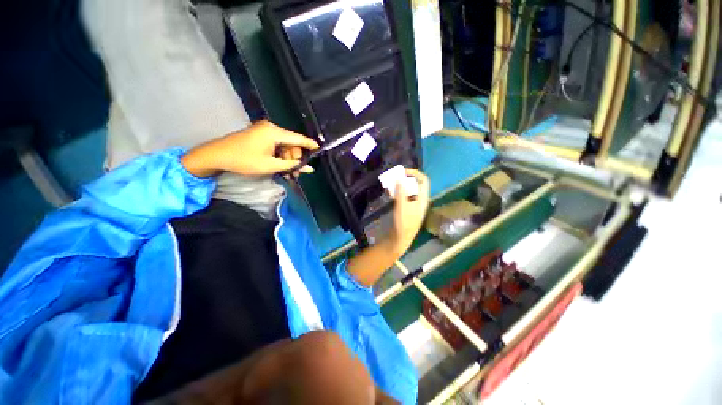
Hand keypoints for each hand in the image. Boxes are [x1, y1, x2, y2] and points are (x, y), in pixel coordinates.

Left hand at [181, 120, 318, 177]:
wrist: (217, 155)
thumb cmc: (244, 160)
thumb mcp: (271, 165)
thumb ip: (292, 166)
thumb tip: (309, 168)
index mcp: (274, 132)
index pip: (298, 138)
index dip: (310, 145)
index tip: (320, 150)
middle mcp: (271, 128)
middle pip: (292, 144)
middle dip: (296, 158)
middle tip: (296, 173)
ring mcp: (265, 131)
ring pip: (285, 146)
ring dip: (288, 159)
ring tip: (288, 173)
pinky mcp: (260, 136)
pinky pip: (276, 146)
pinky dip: (280, 156)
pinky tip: (280, 166)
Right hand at [388, 169, 429, 255]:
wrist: (400, 238)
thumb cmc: (403, 223)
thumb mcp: (402, 206)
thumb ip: (401, 191)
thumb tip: (400, 178)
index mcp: (423, 198)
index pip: (424, 180)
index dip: (415, 173)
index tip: (402, 171)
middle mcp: (420, 199)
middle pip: (416, 183)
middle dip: (405, 178)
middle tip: (394, 176)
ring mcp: (413, 204)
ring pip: (409, 189)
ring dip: (401, 184)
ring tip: (390, 183)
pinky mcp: (407, 208)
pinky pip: (404, 195)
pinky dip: (398, 191)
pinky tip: (390, 192)